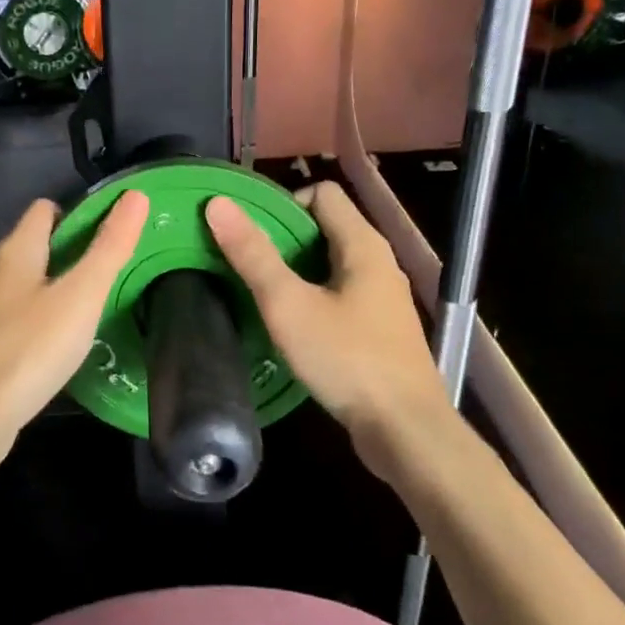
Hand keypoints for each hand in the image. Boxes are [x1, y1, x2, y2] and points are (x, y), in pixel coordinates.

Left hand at [0, 191, 149, 473]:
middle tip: (117, 272)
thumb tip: (135, 195)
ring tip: (100, 307)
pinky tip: (69, 344)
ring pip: (33, 285)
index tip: (115, 235)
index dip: (81, 214)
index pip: (46, 209)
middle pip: (40, 246)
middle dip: (77, 253)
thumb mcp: (82, 294)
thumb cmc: (30, 347)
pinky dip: (48, 321)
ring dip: (63, 289)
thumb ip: (110, 247)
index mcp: (16, 251)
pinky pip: (25, 318)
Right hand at [204, 182, 448, 452]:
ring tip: (258, 293)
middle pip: (324, 227)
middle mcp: (378, 262)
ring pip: (330, 264)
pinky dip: (312, 298)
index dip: (283, 204)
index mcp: (363, 244)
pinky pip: (339, 294)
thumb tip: (218, 203)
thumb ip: (253, 255)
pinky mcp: (380, 328)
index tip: (250, 235)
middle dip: (282, 239)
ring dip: (294, 271)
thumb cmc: (347, 360)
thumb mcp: (289, 305)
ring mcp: (382, 297)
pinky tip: (289, 326)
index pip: (321, 193)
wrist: (406, 431)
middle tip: (244, 264)